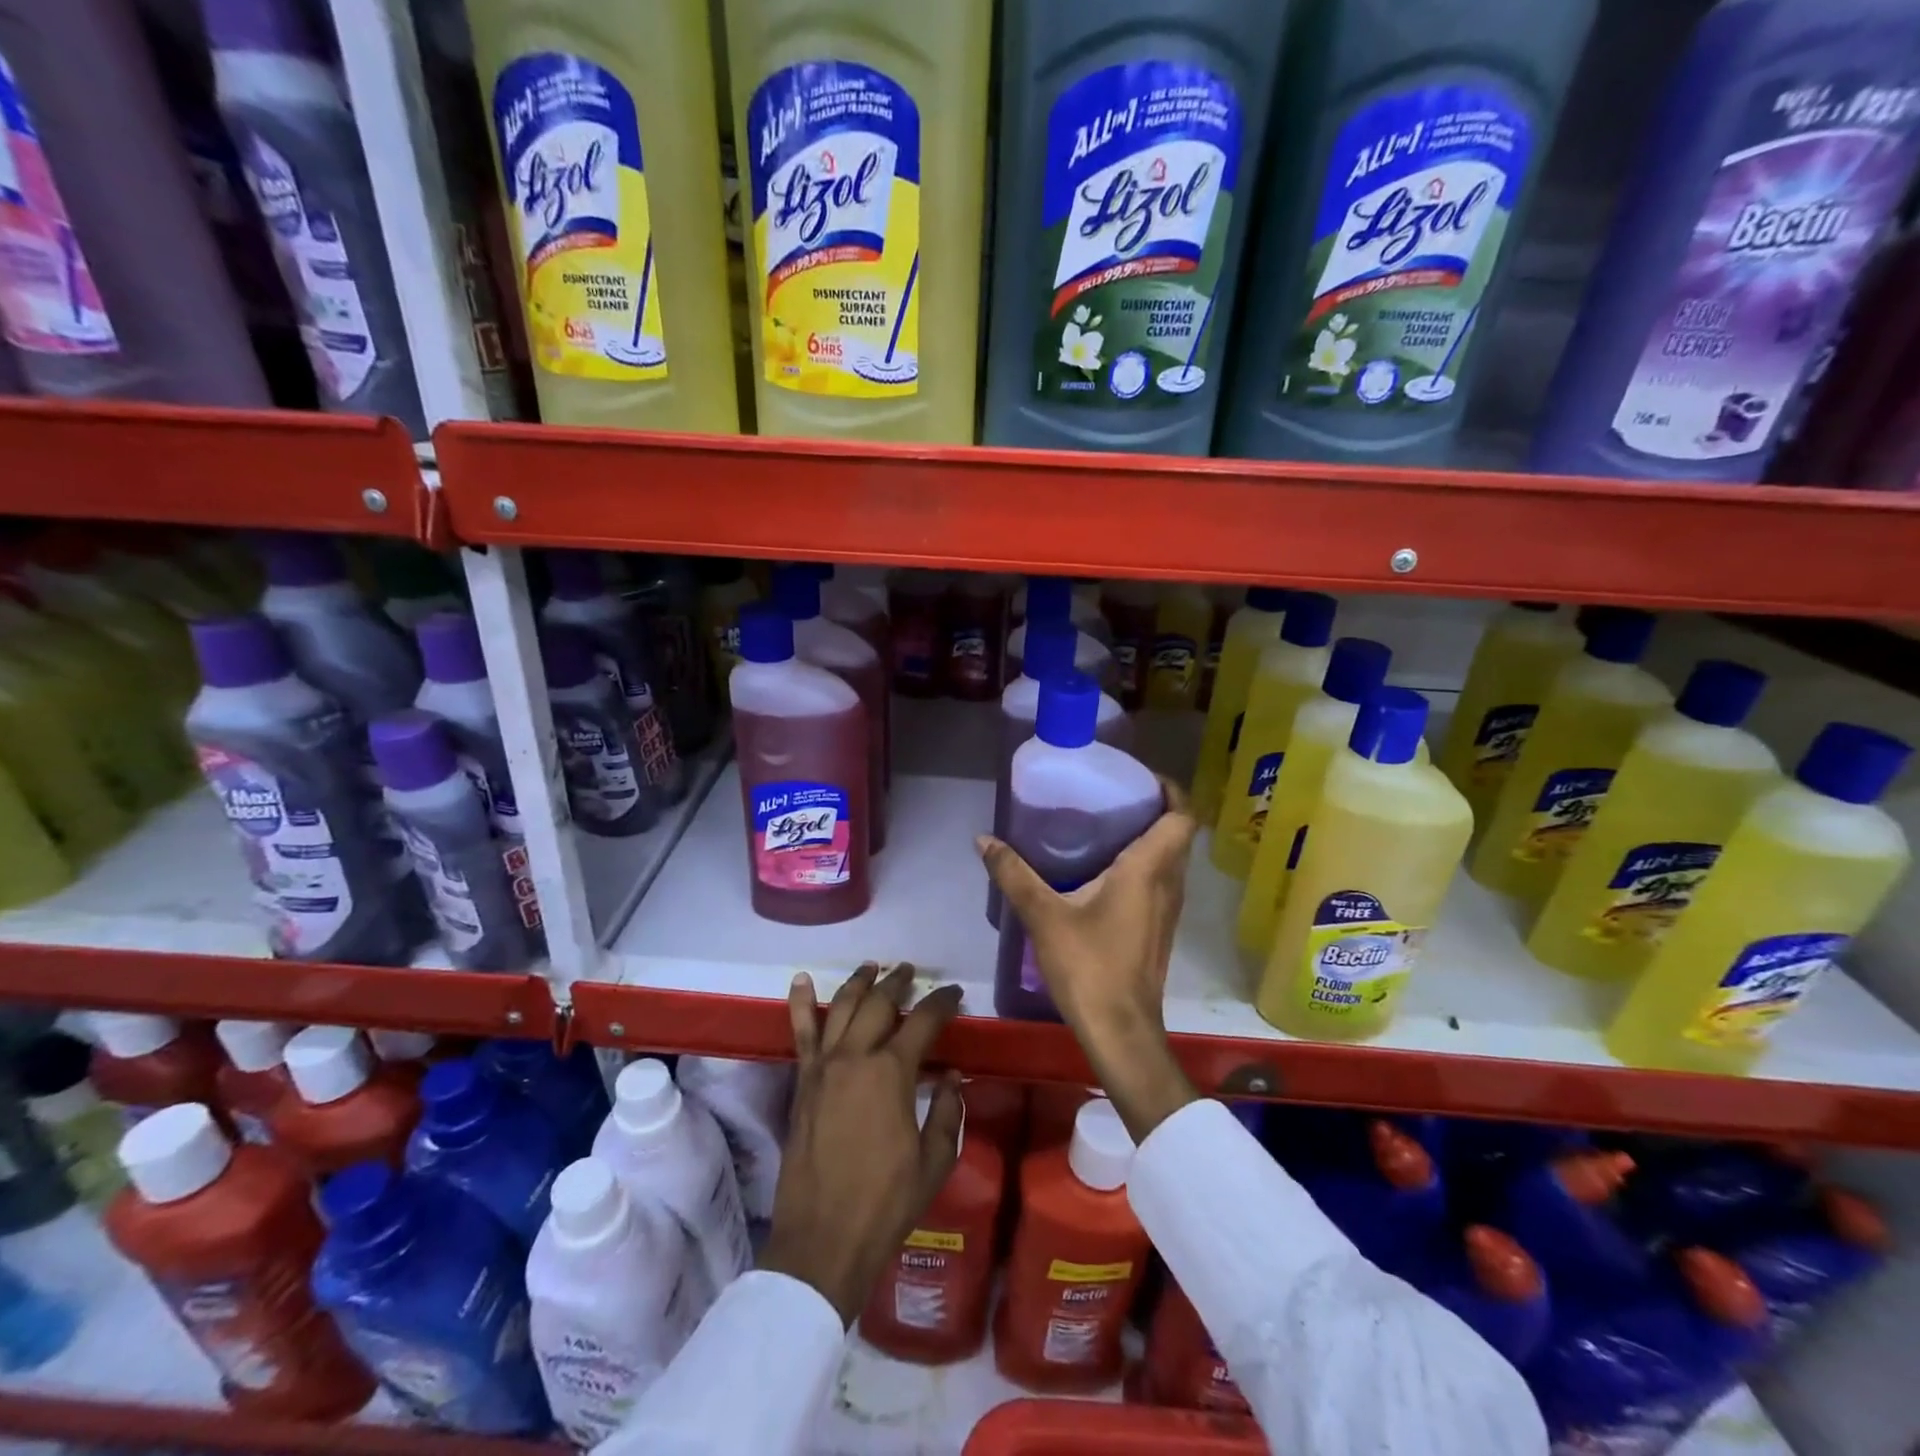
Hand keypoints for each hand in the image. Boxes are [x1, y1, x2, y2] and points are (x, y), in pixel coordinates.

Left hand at [760, 963, 964, 1325]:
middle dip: (899, 983)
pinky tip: (800, 980)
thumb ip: (947, 1113)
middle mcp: (856, 1057)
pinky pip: (800, 1033)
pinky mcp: (802, 1082)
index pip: (923, 1021)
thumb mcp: (934, 1161)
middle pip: (879, 1003)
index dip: (942, 1003)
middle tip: (911, 973)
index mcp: (892, 1072)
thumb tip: (954, 1078)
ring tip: (872, 967)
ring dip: (859, 982)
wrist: (823, 1240)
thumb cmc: (886, 1203)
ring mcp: (823, 1066)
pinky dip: (799, 1003)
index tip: (954, 993)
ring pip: (841, 1007)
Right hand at [978, 778, 1199, 1143]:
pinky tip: (1106, 874)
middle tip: (1114, 797)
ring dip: (1150, 839)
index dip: (1170, 790)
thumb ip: (1014, 874)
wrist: (1120, 1030)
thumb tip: (983, 839)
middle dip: (1154, 810)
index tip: (1140, 778)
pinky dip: (1144, 866)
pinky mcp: (1160, 930)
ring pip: (1171, 861)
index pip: (1181, 816)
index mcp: (1148, 870)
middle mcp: (1169, 884)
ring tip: (1107, 828)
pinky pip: (1162, 883)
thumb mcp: (1043, 916)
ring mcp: (1169, 910)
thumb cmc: (1089, 966)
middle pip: (1177, 835)